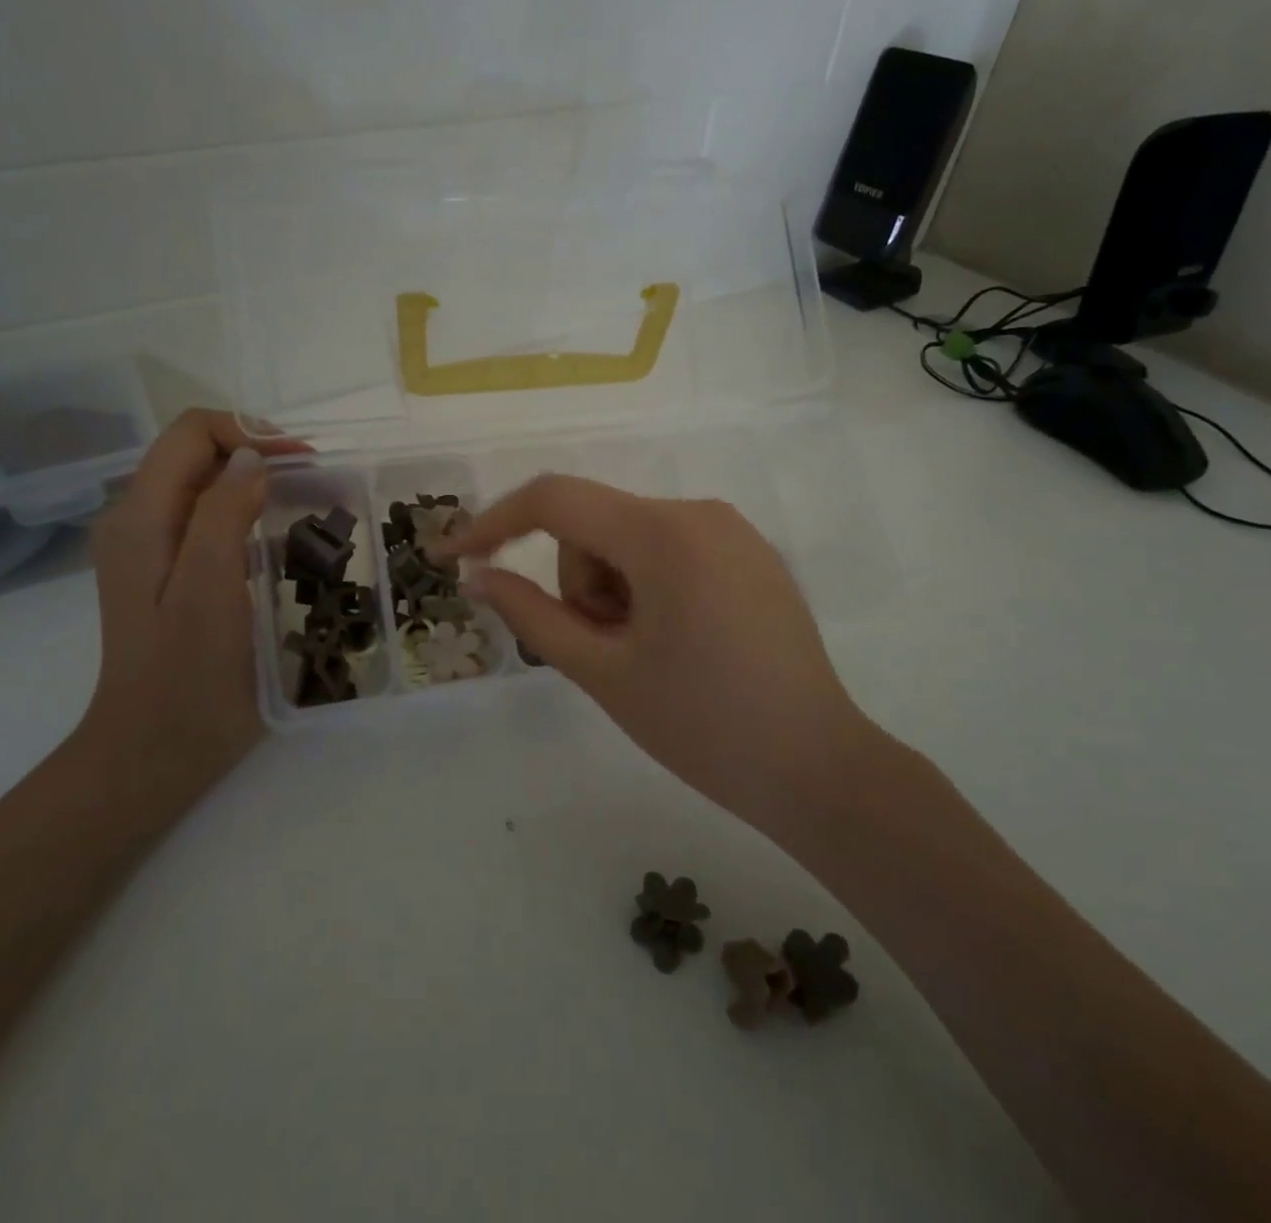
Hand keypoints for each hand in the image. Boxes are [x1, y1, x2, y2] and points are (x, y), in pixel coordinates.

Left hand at [78, 409, 305, 789]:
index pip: (191, 432)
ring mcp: (152, 548)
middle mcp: (139, 520)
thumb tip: (252, 457)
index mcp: (141, 516)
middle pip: (197, 453)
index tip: (303, 461)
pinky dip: (249, 511)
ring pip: (205, 484)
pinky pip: (209, 518)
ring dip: (256, 480)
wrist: (156, 750)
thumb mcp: (208, 587)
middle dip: (257, 452)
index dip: (249, 432)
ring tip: (307, 501)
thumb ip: (223, 512)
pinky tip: (280, 536)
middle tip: (314, 480)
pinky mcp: (170, 573)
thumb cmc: (187, 673)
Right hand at [442, 476, 875, 834]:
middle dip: (579, 583)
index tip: (453, 557)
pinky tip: (677, 642)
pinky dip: (647, 586)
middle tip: (605, 651)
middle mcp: (699, 512)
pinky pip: (669, 550)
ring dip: (613, 590)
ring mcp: (731, 531)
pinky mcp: (749, 554)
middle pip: (595, 526)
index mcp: (663, 534)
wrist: (817, 768)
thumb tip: (477, 577)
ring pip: (629, 540)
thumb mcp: (602, 671)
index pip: (556, 500)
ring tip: (645, 655)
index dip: (494, 523)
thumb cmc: (702, 726)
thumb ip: (531, 614)